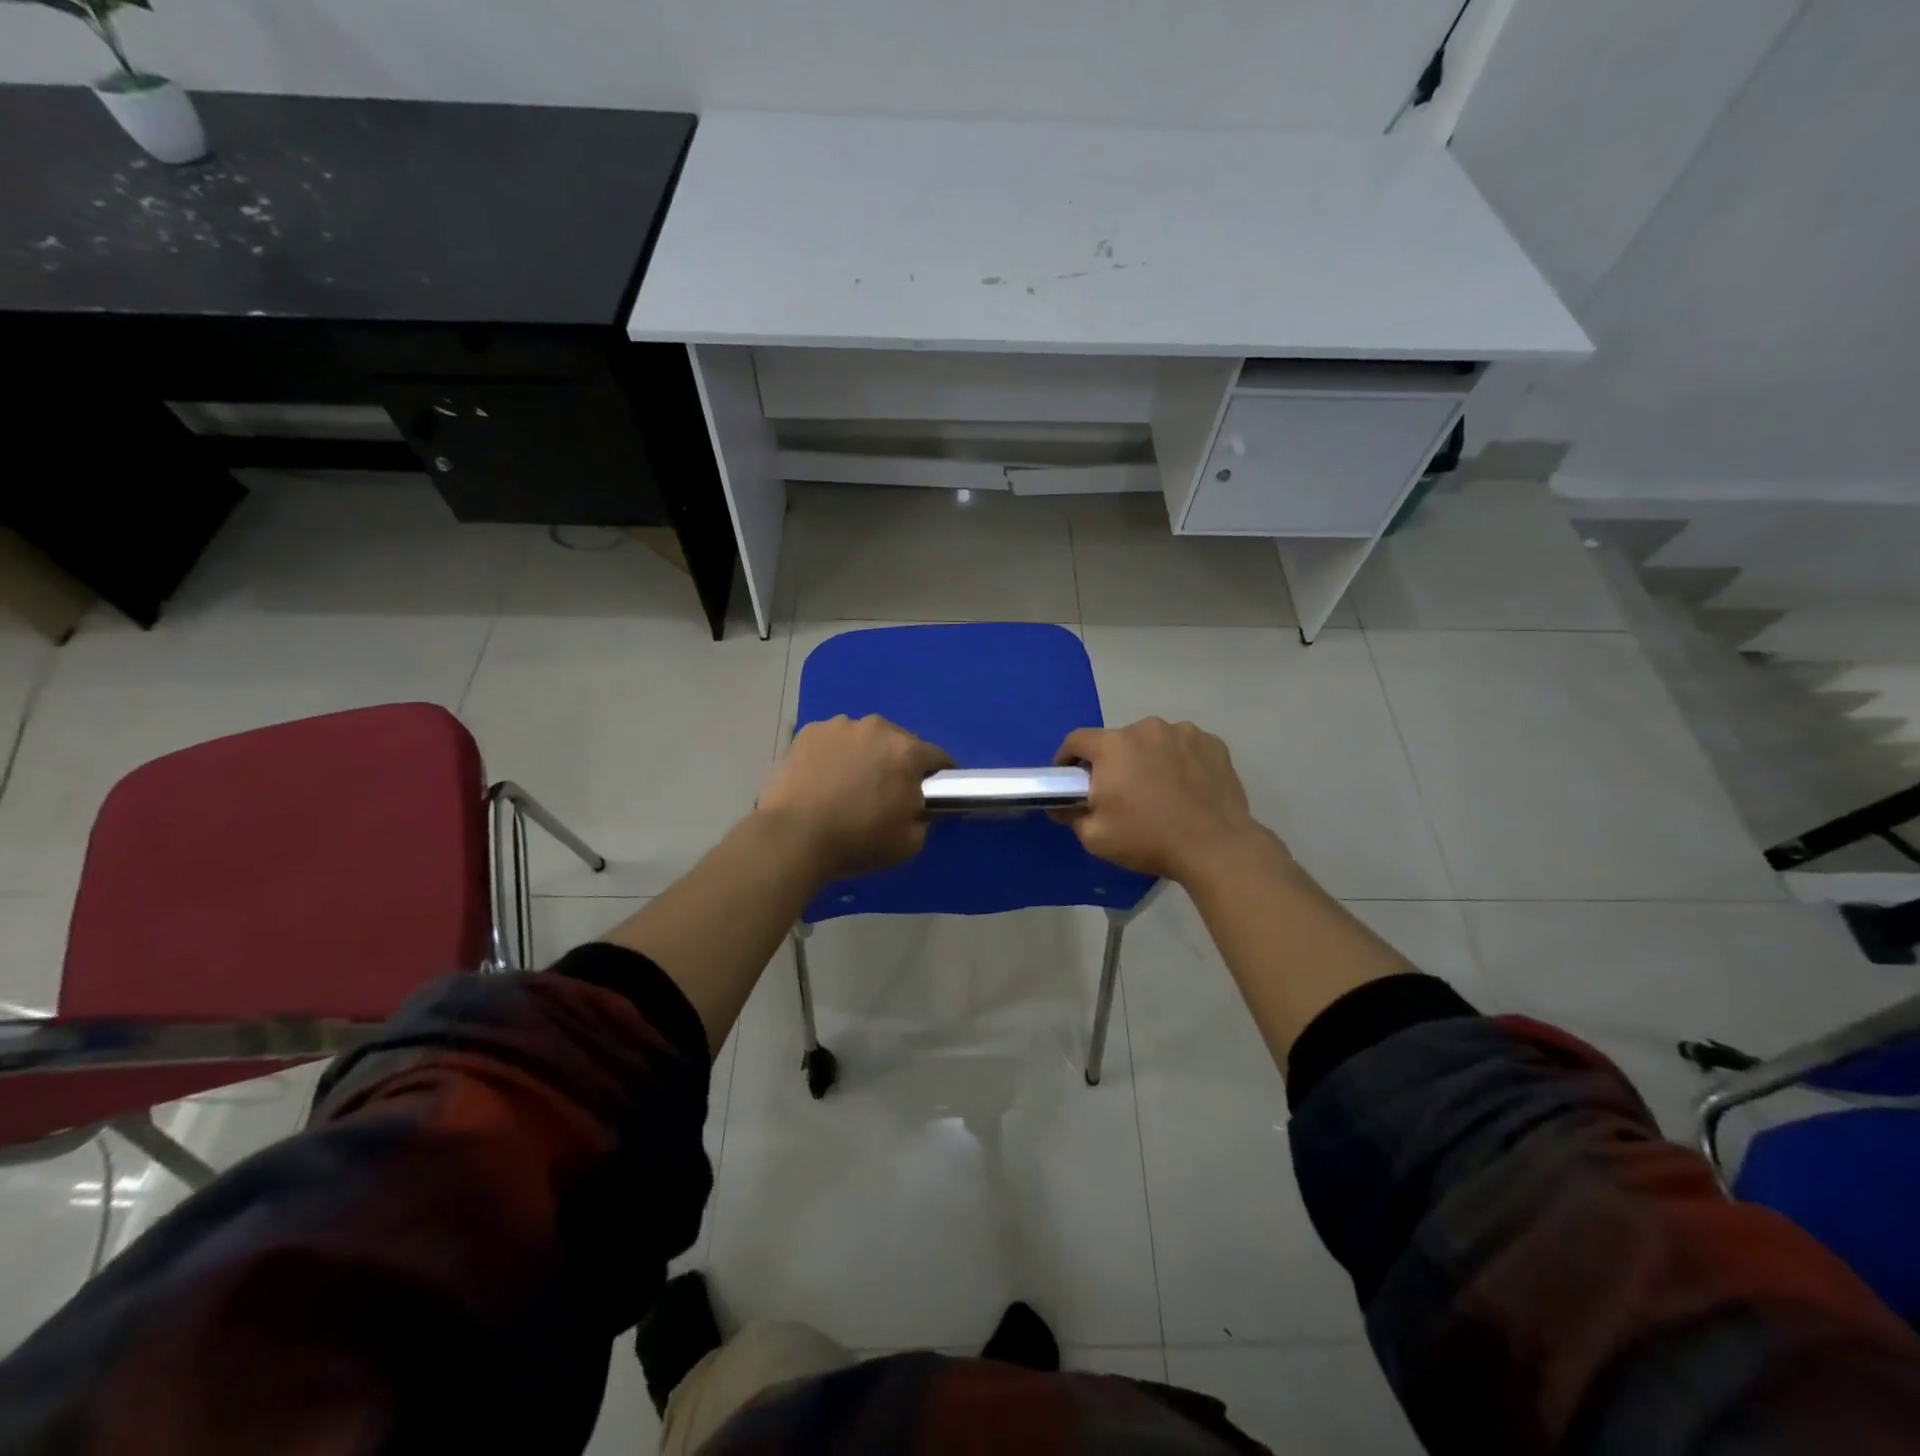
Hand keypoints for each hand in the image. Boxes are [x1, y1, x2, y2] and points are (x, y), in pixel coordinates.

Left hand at [758, 715, 954, 878]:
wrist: (793, 836)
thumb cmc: (857, 840)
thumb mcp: (909, 843)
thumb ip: (924, 818)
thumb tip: (917, 807)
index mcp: (908, 752)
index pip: (938, 757)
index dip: (938, 777)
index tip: (931, 794)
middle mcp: (878, 727)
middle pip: (899, 743)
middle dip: (898, 763)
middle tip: (885, 793)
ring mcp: (840, 726)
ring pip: (864, 738)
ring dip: (865, 755)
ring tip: (848, 785)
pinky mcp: (809, 731)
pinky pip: (833, 741)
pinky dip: (834, 754)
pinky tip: (823, 778)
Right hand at [1054, 718, 1274, 882]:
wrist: (1215, 848)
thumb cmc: (1148, 839)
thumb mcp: (1095, 837)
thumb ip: (1070, 814)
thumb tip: (1061, 805)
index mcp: (1113, 745)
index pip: (1077, 740)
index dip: (1068, 758)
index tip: (1071, 779)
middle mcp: (1146, 728)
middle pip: (1118, 741)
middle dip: (1114, 762)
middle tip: (1120, 792)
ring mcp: (1184, 732)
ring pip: (1154, 742)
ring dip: (1149, 759)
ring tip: (1158, 790)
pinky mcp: (1213, 743)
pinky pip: (1185, 747)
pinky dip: (1180, 761)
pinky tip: (1187, 787)